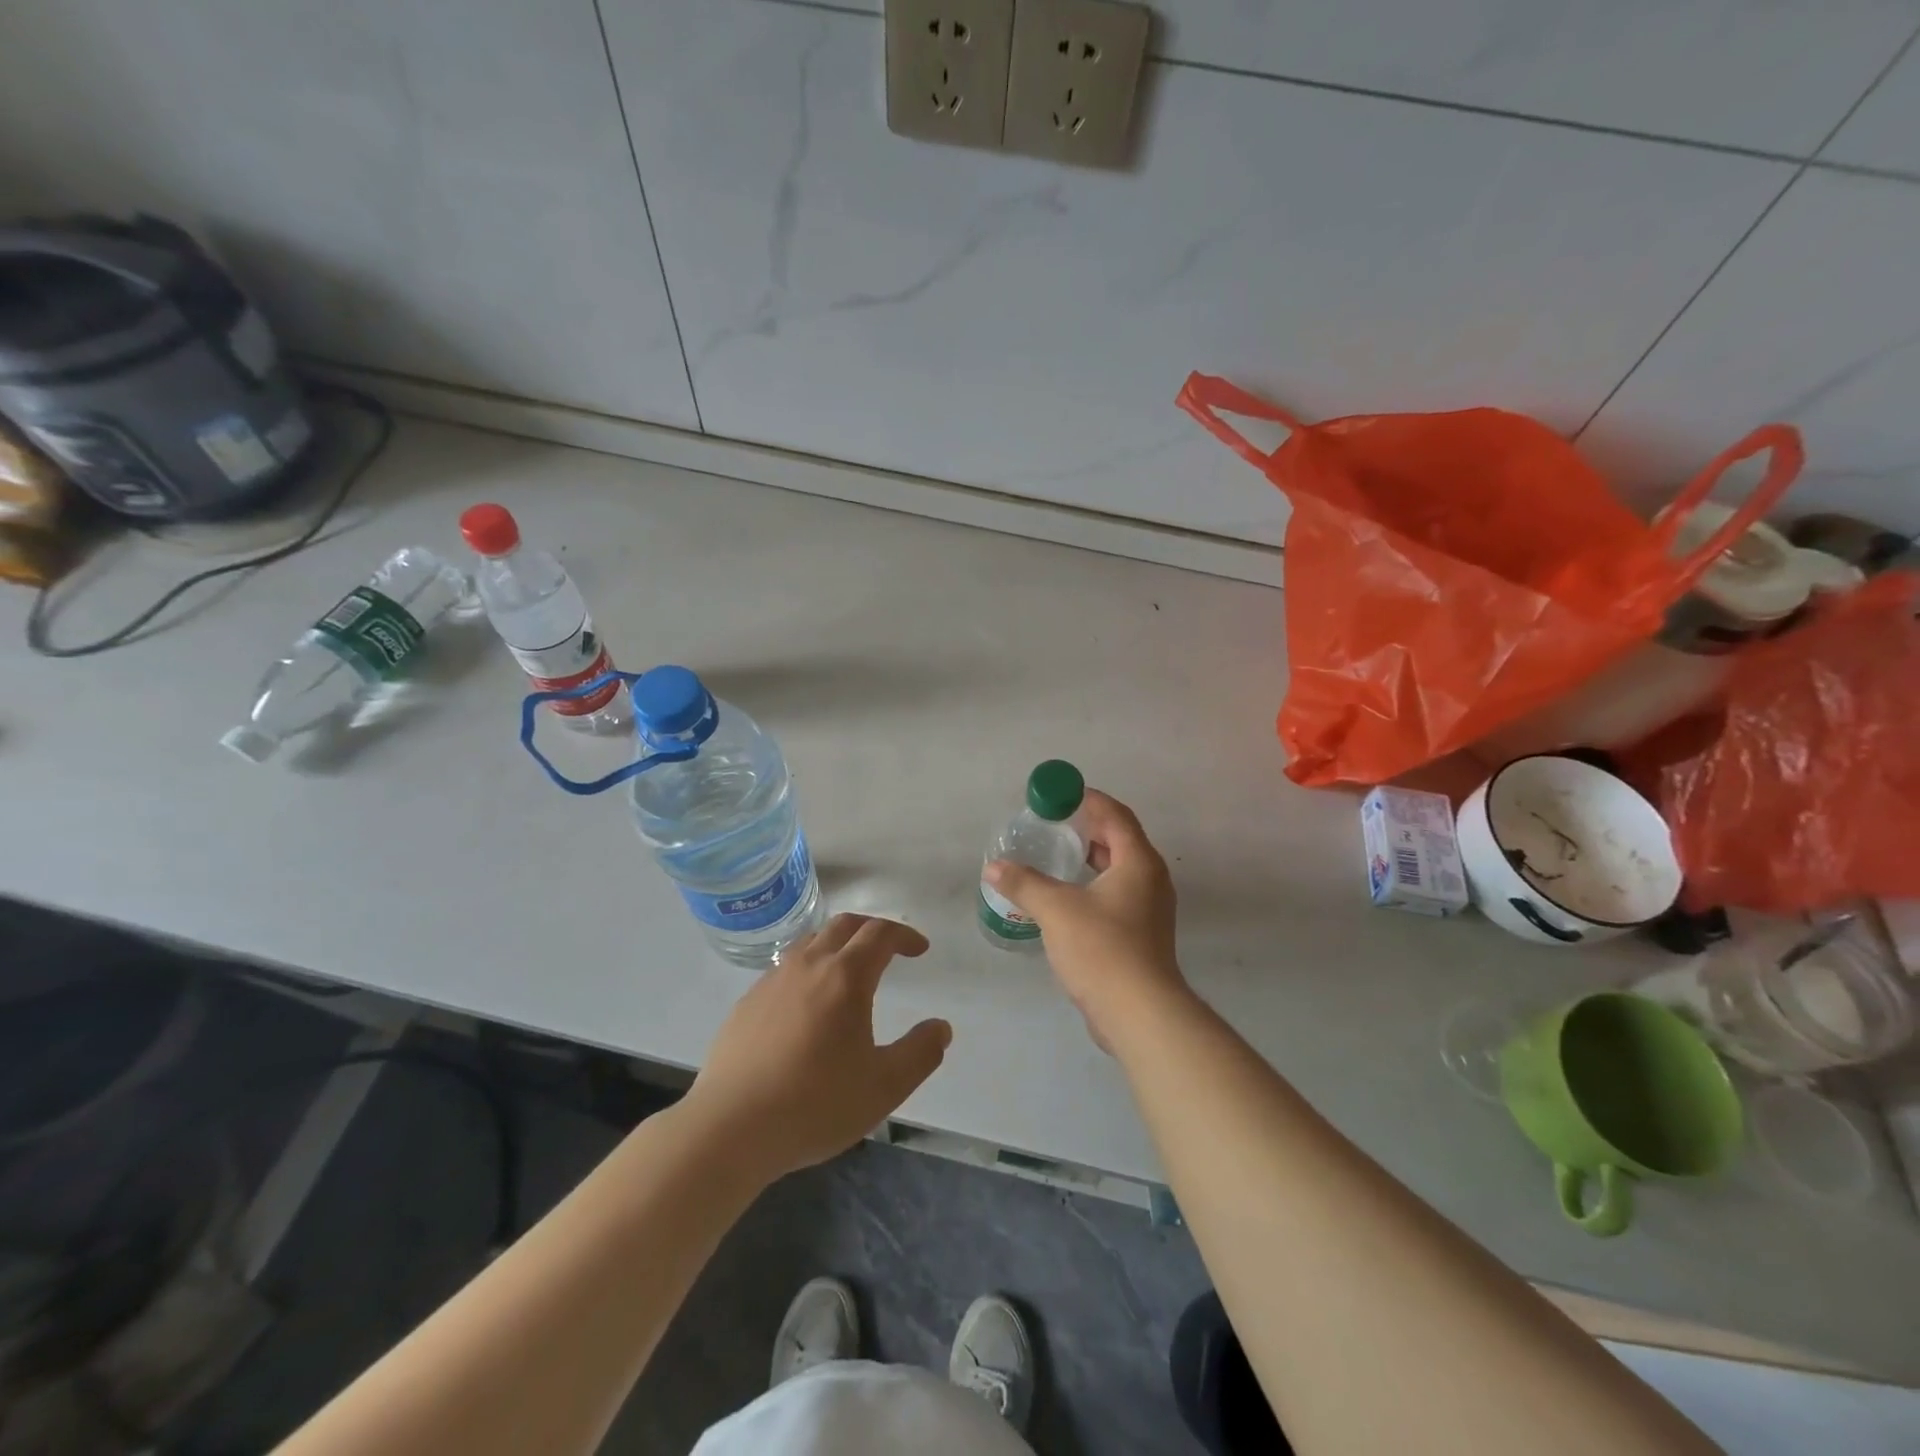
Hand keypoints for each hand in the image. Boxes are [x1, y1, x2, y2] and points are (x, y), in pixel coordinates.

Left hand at [682, 914, 951, 1182]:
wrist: (729, 1128)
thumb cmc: (815, 1105)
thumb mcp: (884, 1087)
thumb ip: (920, 1053)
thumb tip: (940, 1028)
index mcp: (845, 977)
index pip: (880, 934)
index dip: (904, 935)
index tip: (919, 949)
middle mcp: (808, 966)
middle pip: (844, 925)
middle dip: (872, 929)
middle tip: (889, 949)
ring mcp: (772, 981)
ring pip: (811, 941)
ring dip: (838, 944)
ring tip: (849, 970)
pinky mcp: (747, 1003)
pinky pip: (785, 968)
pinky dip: (808, 968)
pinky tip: (807, 1005)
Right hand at [982, 789, 1188, 1049]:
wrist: (1139, 1013)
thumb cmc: (1102, 949)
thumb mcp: (1056, 910)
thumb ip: (1024, 883)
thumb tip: (994, 867)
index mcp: (1138, 862)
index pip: (1115, 815)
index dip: (1089, 800)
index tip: (1060, 795)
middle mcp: (1151, 879)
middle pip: (1120, 840)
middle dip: (1088, 829)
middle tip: (1053, 825)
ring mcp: (1150, 909)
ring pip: (1120, 870)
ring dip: (1091, 859)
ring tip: (1056, 857)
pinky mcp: (1143, 934)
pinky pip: (1118, 895)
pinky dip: (1094, 885)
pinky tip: (1067, 898)